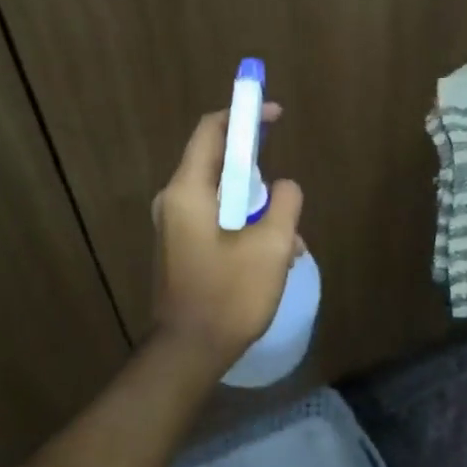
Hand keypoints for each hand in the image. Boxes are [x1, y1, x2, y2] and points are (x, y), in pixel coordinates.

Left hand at [150, 103, 304, 372]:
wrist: (189, 352)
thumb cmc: (229, 295)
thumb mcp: (272, 246)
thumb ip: (285, 202)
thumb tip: (285, 187)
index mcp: (188, 191)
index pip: (211, 130)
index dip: (243, 114)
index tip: (274, 113)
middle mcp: (175, 200)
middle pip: (219, 163)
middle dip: (259, 171)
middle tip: (287, 191)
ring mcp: (176, 225)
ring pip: (224, 196)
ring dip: (259, 208)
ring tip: (290, 241)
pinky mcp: (183, 246)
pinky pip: (218, 219)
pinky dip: (246, 226)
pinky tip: (274, 257)